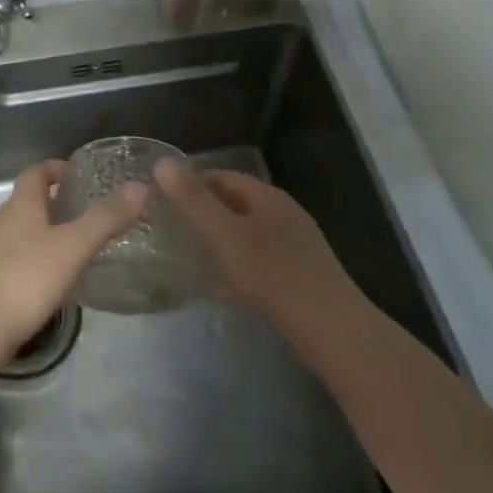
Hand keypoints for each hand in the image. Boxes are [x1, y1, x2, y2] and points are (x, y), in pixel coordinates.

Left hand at [0, 160, 145, 361]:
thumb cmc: (26, 278)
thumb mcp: (73, 246)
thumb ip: (105, 218)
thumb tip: (139, 186)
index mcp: (21, 204)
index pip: (36, 172)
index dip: (57, 168)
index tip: (82, 175)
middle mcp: (4, 221)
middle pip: (31, 200)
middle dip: (58, 200)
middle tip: (92, 209)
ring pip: (26, 229)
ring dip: (51, 229)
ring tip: (82, 242)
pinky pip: (21, 256)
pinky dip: (42, 256)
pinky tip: (60, 276)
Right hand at [157, 159, 358, 339]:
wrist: (333, 331)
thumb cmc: (274, 275)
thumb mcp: (226, 235)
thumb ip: (193, 200)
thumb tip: (162, 161)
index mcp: (268, 197)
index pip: (223, 176)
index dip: (191, 181)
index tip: (160, 195)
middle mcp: (283, 215)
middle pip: (235, 204)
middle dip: (202, 211)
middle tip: (167, 225)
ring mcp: (294, 247)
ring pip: (246, 235)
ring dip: (217, 240)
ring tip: (185, 253)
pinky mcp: (298, 277)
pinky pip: (257, 262)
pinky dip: (234, 267)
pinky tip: (217, 287)